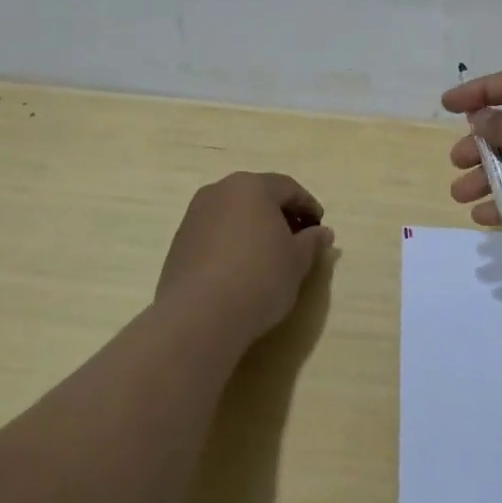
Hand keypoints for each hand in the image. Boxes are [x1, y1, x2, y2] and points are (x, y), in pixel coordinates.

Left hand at [155, 172, 334, 343]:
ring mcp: (194, 216)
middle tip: (297, 240)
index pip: (288, 188)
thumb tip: (322, 232)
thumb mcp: (297, 261)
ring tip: (269, 257)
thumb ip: (312, 242)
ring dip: (254, 229)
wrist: (200, 315)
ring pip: (233, 214)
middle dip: (280, 215)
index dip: (308, 206)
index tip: (319, 228)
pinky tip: (241, 270)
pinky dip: (232, 243)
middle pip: (258, 197)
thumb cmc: (260, 277)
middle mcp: (219, 191)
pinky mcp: (179, 243)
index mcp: (251, 186)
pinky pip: (214, 234)